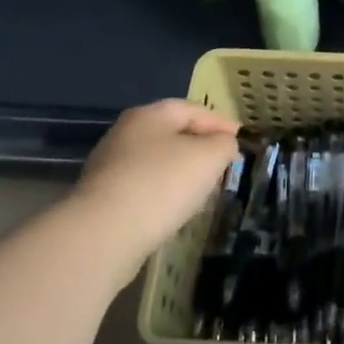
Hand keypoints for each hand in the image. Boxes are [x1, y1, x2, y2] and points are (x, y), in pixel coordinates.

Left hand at [78, 99, 242, 259]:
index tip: (241, 139)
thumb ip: (224, 144)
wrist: (103, 234)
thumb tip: (222, 145)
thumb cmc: (163, 183)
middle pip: (173, 133)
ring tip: (203, 189)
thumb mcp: (210, 157)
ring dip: (181, 171)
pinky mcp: (102, 198)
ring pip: (157, 161)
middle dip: (200, 146)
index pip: (194, 109)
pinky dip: (163, 192)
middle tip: (223, 162)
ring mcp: (110, 165)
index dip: (221, 122)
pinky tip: (174, 209)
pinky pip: (143, 187)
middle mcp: (126, 132)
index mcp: (150, 114)